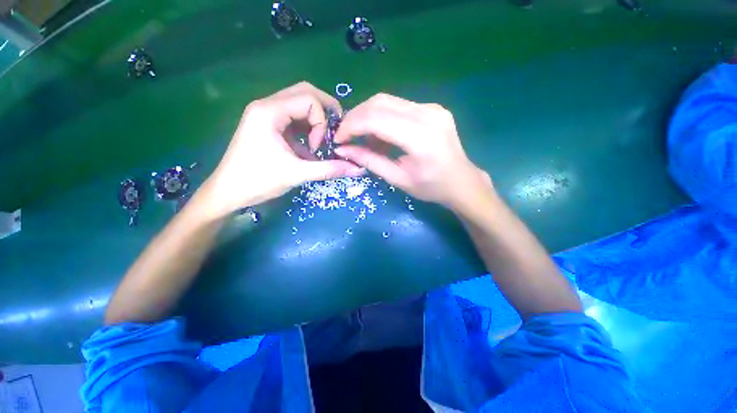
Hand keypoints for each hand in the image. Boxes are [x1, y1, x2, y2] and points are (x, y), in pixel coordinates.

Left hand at [203, 82, 363, 218]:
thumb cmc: (258, 181)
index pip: (309, 99)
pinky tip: (308, 146)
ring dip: (315, 120)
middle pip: (304, 92)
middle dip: (325, 111)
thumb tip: (359, 170)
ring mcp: (265, 113)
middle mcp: (266, 105)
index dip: (321, 123)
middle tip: (335, 131)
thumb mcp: (297, 174)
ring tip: (321, 141)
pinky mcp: (266, 124)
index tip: (317, 147)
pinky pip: (292, 117)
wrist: (227, 192)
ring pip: (298, 103)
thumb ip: (330, 169)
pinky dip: (306, 128)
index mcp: (269, 111)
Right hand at [333, 93, 490, 209]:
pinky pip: (399, 106)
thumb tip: (343, 150)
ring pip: (387, 101)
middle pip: (379, 102)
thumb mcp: (398, 178)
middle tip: (346, 136)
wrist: (462, 181)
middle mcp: (427, 114)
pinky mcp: (432, 108)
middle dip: (356, 117)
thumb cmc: (431, 187)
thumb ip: (370, 161)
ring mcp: (432, 107)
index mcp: (420, 137)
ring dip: (368, 116)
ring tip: (363, 138)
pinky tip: (381, 134)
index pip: (375, 119)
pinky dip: (382, 117)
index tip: (339, 139)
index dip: (351, 126)